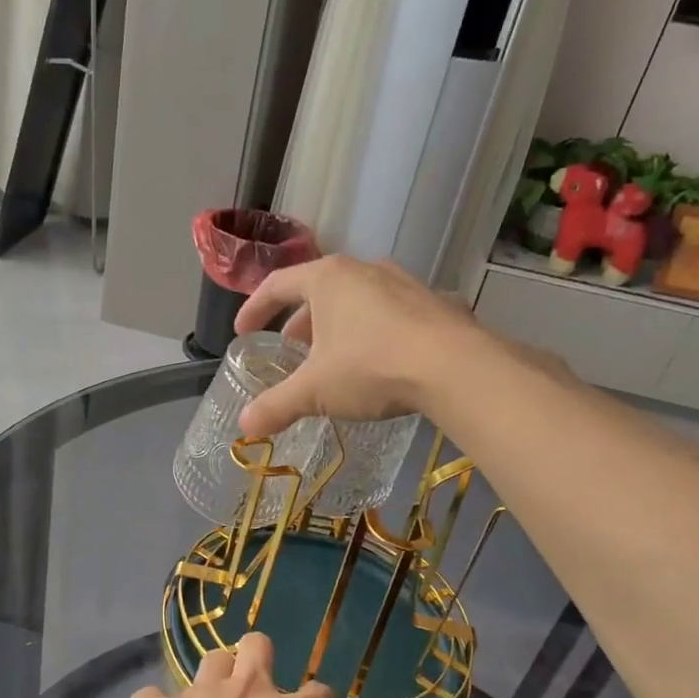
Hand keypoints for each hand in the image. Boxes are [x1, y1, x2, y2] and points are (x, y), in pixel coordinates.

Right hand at [231, 255, 476, 438]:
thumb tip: (245, 427)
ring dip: (339, 325)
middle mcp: (364, 270)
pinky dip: (376, 332)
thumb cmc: (371, 367)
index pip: (277, 285)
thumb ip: (276, 406)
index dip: (255, 309)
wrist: (455, 368)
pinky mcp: (435, 303)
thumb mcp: (315, 391)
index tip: (243, 332)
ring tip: (334, 356)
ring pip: (358, 300)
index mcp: (328, 279)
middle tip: (292, 350)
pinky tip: (382, 360)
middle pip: (319, 290)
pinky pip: (393, 314)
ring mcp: (404, 283)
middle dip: (300, 321)